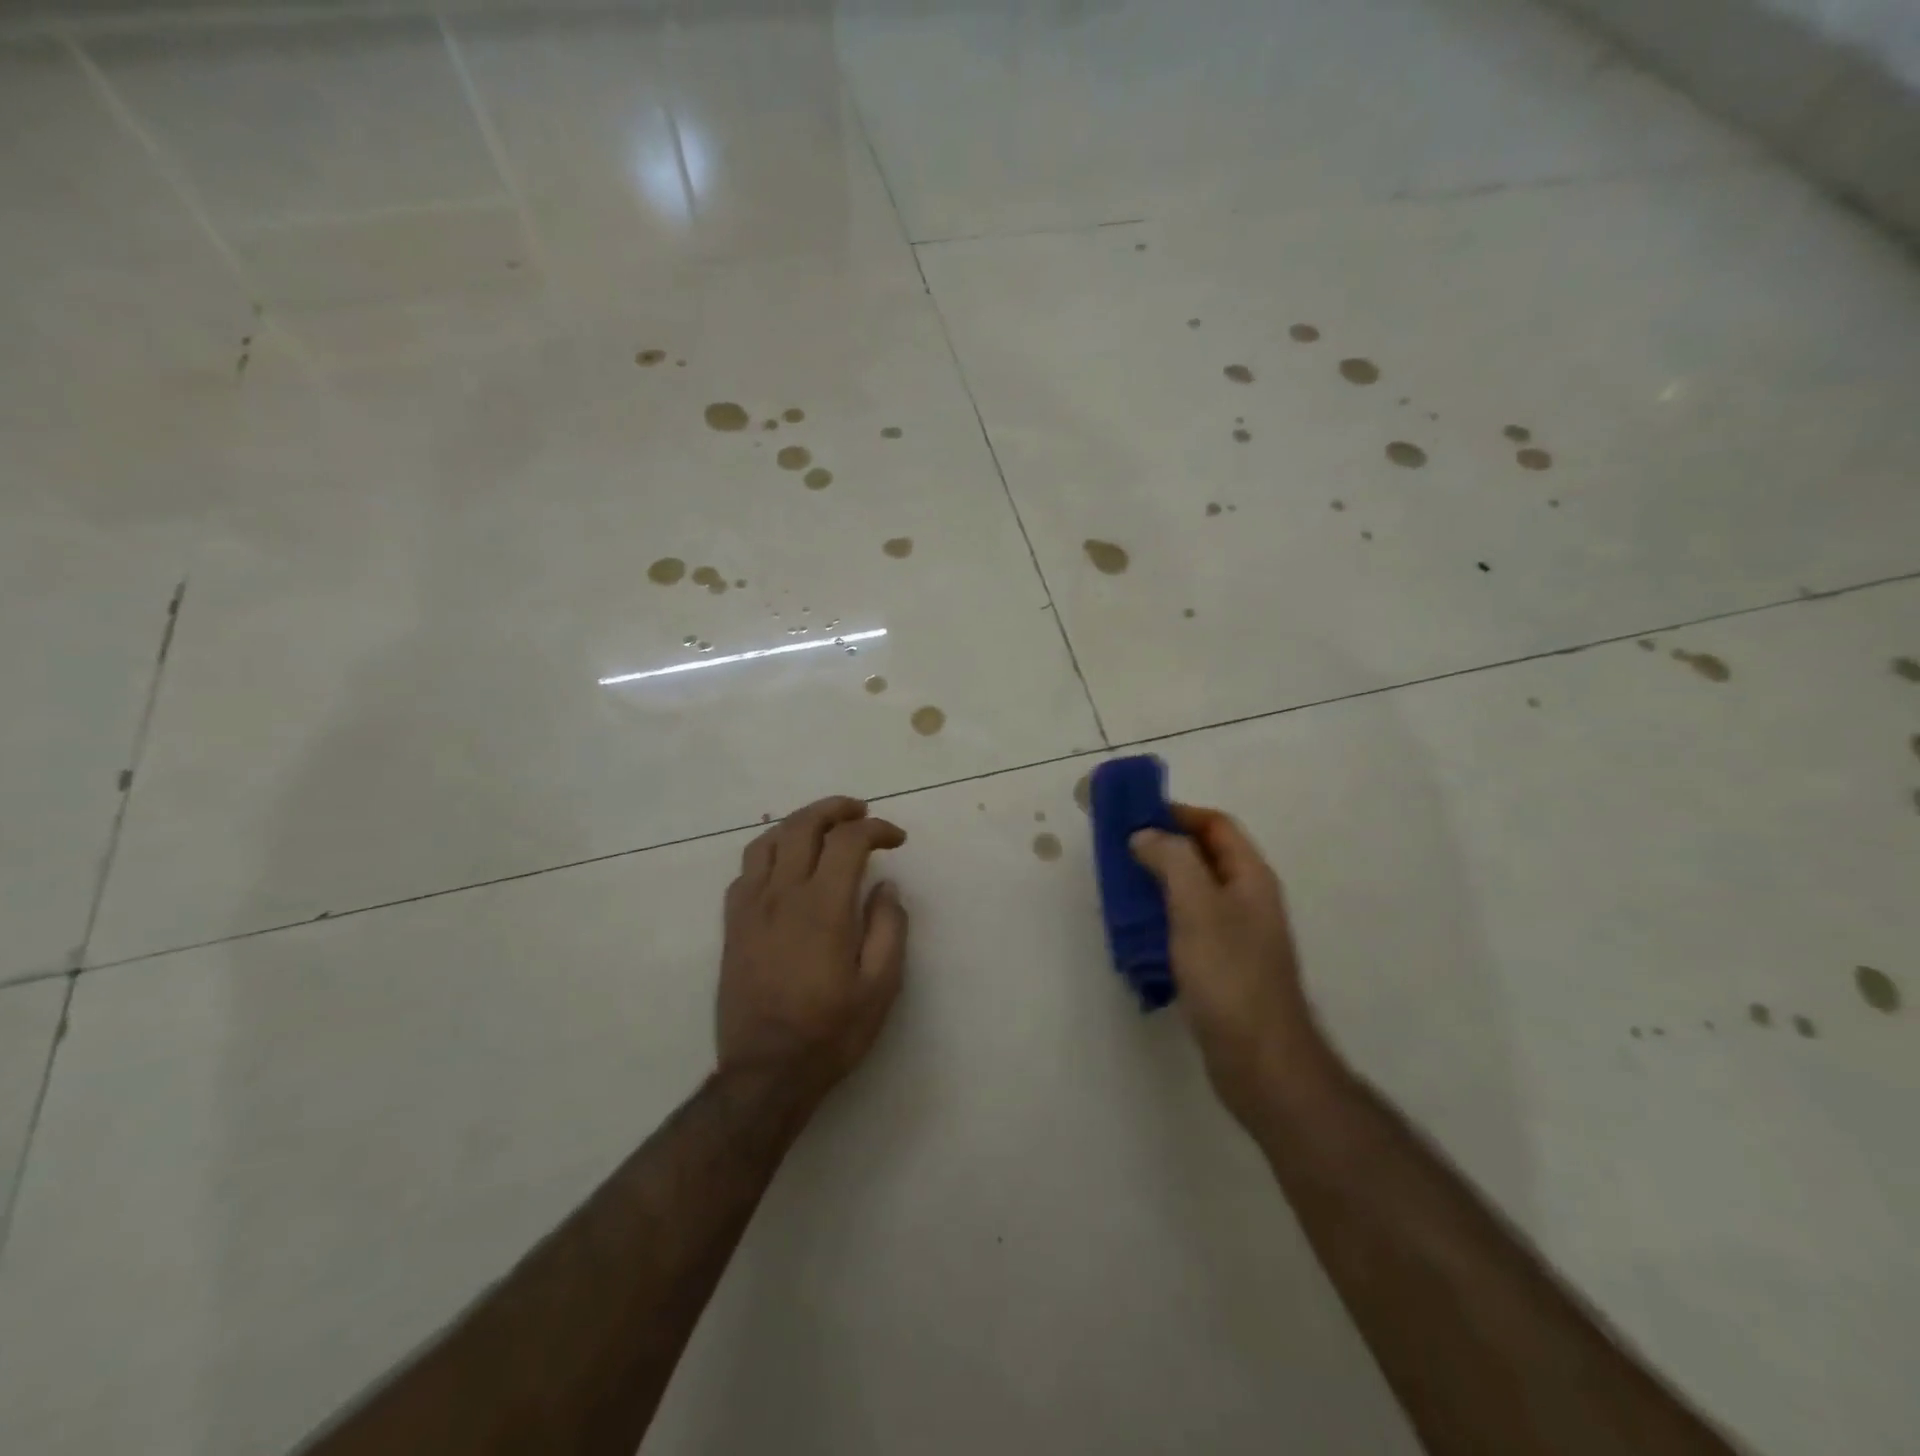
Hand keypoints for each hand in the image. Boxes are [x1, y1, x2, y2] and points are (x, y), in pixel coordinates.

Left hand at [718, 796, 908, 1101]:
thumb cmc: (830, 1032)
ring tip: (823, 829)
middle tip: (861, 813)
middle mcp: (782, 895)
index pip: (848, 841)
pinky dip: (770, 852)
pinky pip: (746, 869)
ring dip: (799, 823)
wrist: (765, 1074)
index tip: (896, 839)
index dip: (876, 829)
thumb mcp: (880, 987)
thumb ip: (888, 928)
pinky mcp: (733, 925)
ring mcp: (750, 907)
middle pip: (803, 825)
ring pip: (768, 840)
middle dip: (836, 809)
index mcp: (822, 907)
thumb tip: (886, 887)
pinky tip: (785, 866)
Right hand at [1130, 805, 1332, 1118]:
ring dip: (1159, 882)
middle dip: (1163, 846)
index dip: (1179, 813)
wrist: (1260, 1060)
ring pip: (1193, 892)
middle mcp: (1247, 900)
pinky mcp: (1221, 966)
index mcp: (1250, 877)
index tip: (1136, 814)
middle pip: (1205, 856)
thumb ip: (1172, 861)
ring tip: (1119, 886)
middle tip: (1120, 849)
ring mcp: (1236, 935)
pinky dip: (1162, 917)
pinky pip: (1188, 925)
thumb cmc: (1229, 975)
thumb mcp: (1197, 907)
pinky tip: (1135, 931)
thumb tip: (1145, 835)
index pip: (1217, 825)